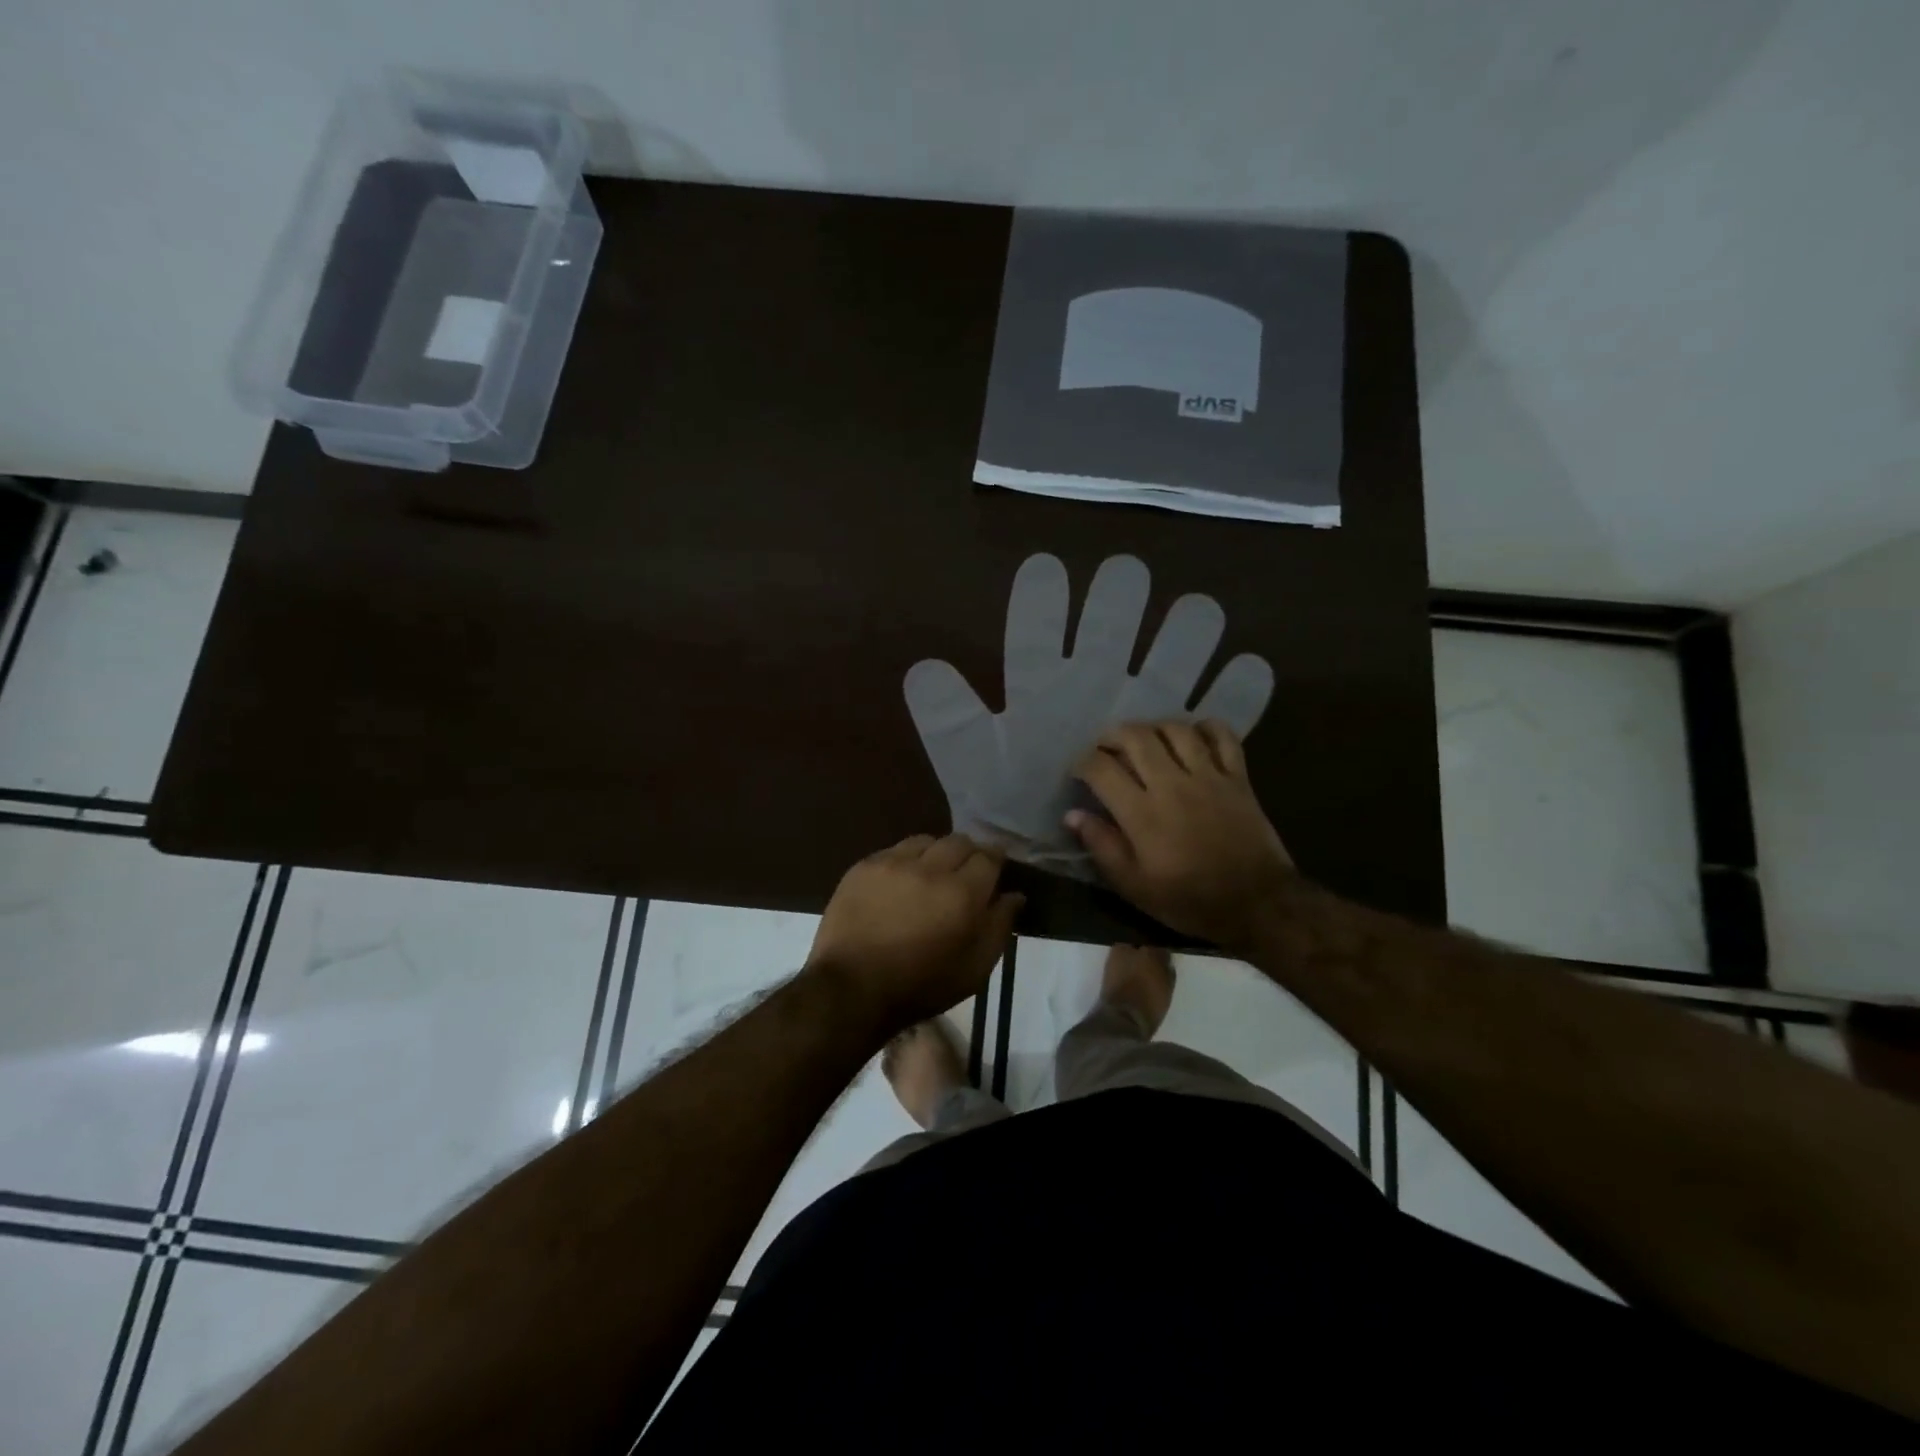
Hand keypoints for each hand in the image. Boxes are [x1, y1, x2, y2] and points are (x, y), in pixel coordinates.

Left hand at [805, 834, 1022, 1034]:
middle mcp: (930, 868)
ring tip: (932, 874)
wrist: (851, 989)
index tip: (997, 869)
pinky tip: (902, 880)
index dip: (996, 860)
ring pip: (926, 841)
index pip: (989, 856)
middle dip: (969, 853)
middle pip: (960, 841)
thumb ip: (999, 926)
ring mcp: (893, 863)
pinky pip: (895, 850)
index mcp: (962, 893)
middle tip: (966, 874)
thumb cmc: (921, 986)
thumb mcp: (975, 969)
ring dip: (937, 853)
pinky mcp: (864, 866)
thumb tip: (1015, 894)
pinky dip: (906, 860)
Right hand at [1067, 721, 1293, 950]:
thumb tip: (1072, 814)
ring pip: (1176, 730)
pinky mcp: (1238, 777)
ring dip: (1154, 728)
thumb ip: (1102, 846)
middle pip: (1136, 737)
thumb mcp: (1134, 886)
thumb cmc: (1189, 900)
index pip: (1101, 768)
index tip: (1079, 773)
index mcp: (1141, 812)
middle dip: (1113, 736)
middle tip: (1106, 748)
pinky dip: (1206, 728)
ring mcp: (1208, 776)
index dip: (1082, 763)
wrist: (1257, 904)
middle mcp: (1171, 784)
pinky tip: (1193, 736)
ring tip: (1145, 740)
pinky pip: (1222, 737)